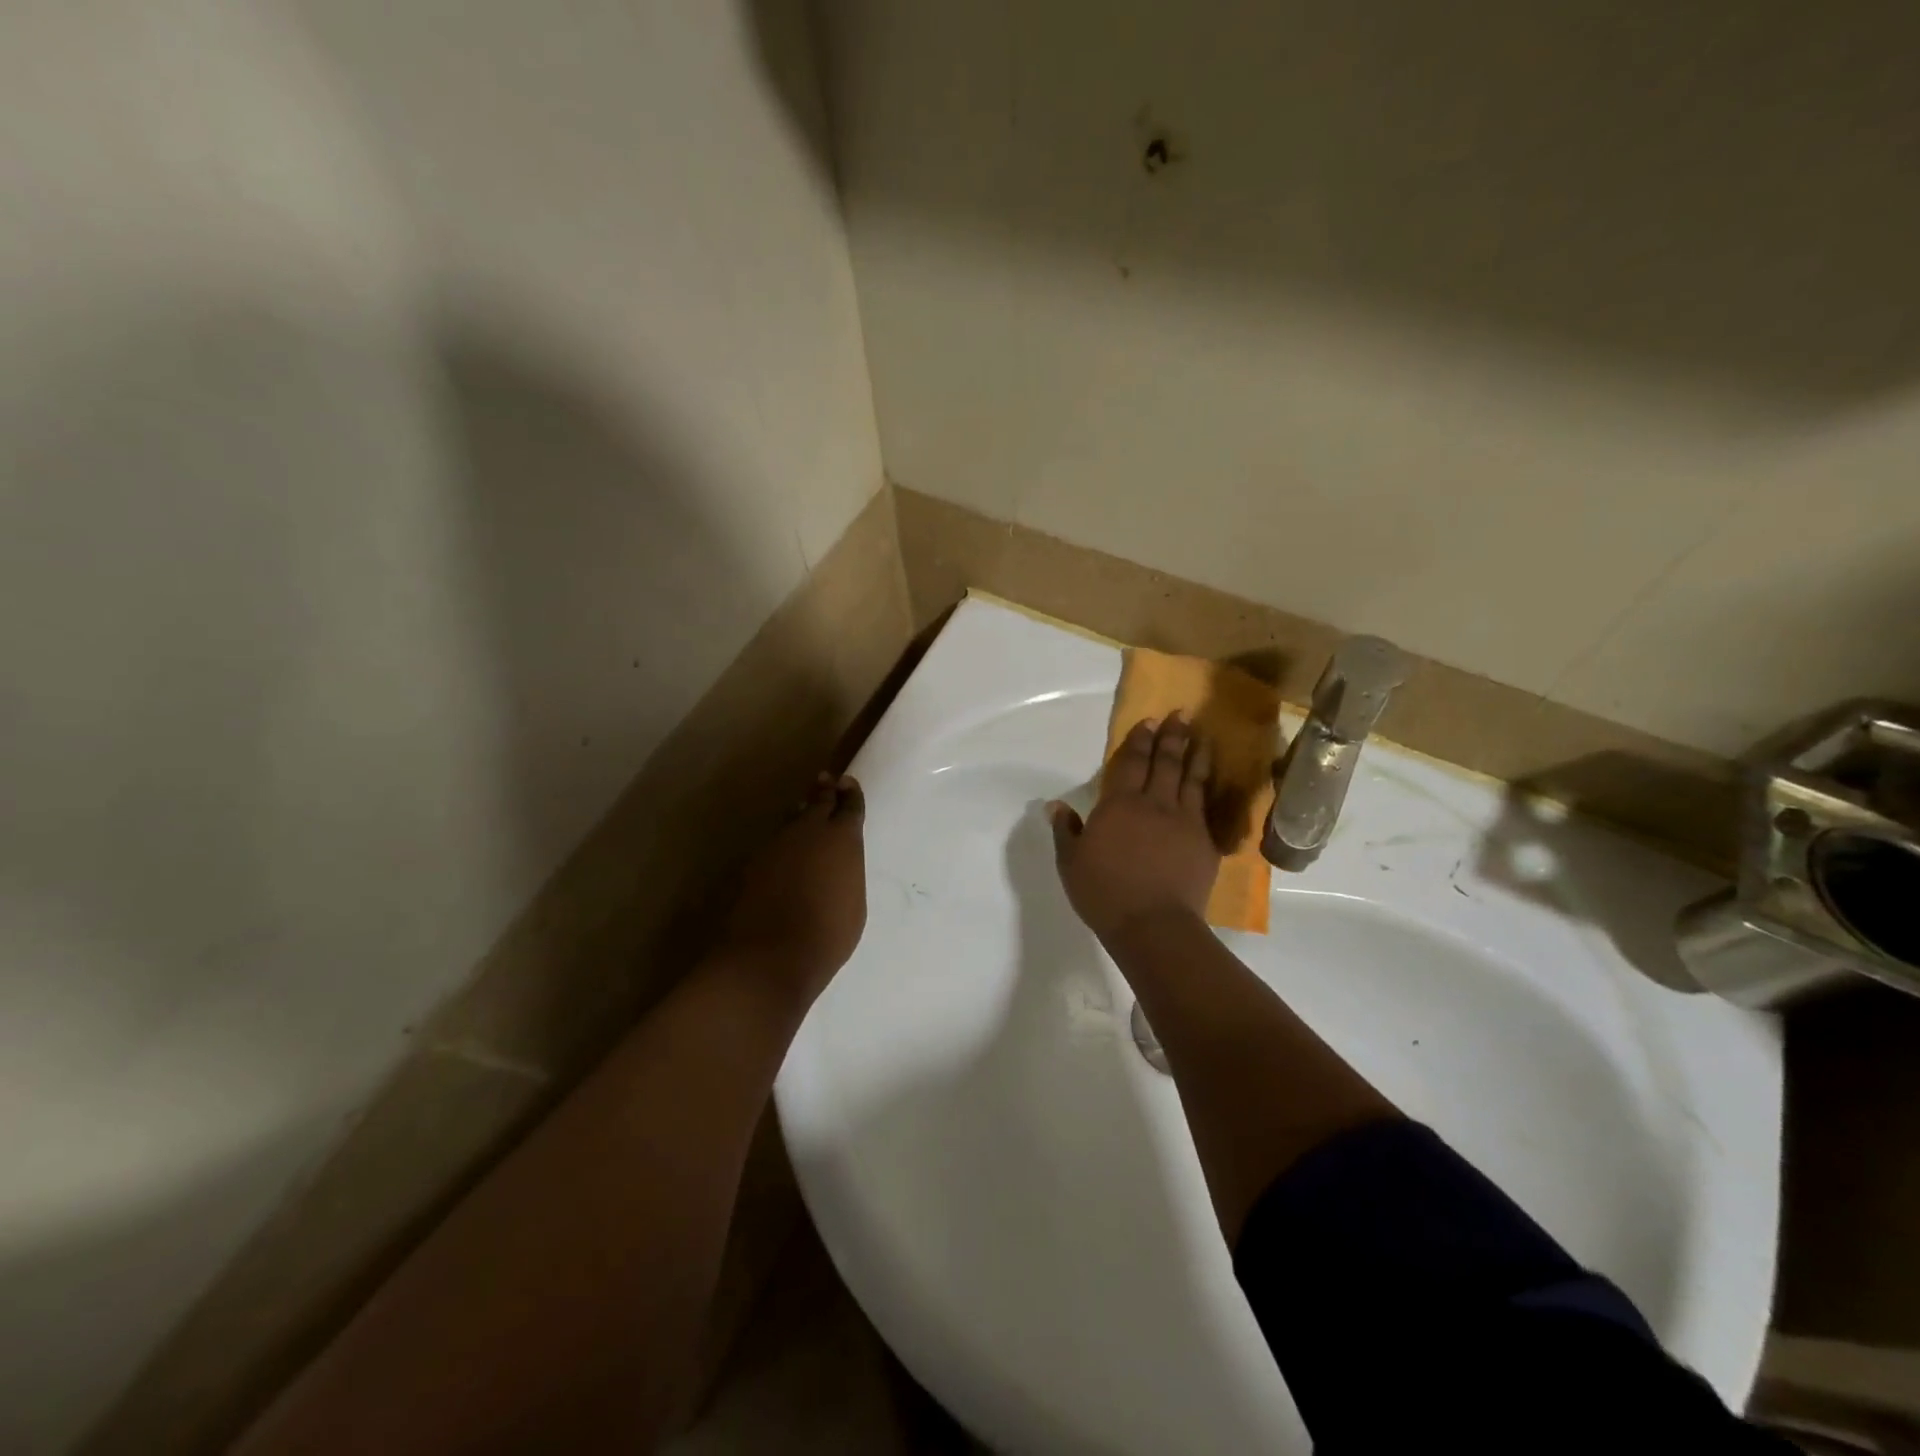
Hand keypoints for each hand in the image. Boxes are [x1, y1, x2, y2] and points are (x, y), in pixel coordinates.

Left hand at [721, 773, 867, 1009]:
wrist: (771, 955)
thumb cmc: (828, 934)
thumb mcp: (854, 903)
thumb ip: (847, 873)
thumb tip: (837, 865)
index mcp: (842, 838)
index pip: (849, 805)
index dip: (850, 793)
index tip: (847, 783)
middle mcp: (809, 831)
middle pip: (818, 801)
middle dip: (824, 791)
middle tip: (826, 781)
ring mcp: (777, 844)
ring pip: (792, 819)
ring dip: (801, 814)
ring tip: (804, 811)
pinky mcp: (753, 862)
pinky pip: (774, 842)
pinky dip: (784, 841)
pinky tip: (785, 850)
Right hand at [1048, 714, 1219, 944]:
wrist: (1153, 924)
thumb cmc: (1104, 892)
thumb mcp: (1071, 863)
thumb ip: (1066, 831)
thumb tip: (1055, 806)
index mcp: (1119, 805)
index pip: (1130, 763)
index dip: (1139, 741)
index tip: (1149, 721)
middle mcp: (1154, 804)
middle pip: (1164, 763)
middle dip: (1171, 737)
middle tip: (1180, 715)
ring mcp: (1184, 821)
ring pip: (1191, 780)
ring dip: (1195, 755)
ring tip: (1202, 737)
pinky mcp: (1205, 843)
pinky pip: (1206, 807)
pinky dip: (1207, 789)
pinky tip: (1209, 782)